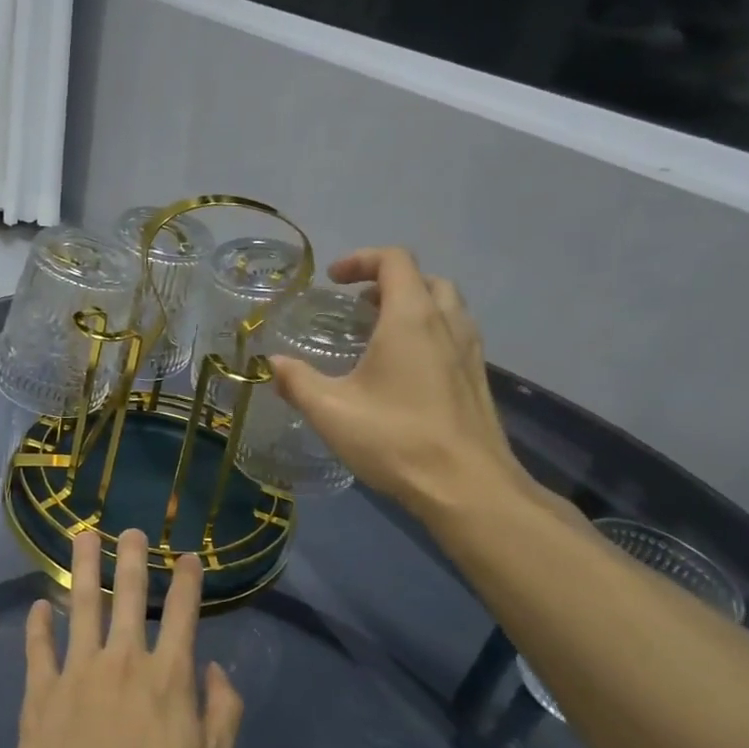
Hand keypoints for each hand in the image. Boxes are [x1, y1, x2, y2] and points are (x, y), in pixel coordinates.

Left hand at [9, 529, 242, 747]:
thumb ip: (223, 713)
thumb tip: (215, 670)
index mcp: (168, 677)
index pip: (182, 613)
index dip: (187, 580)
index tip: (187, 556)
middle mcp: (123, 661)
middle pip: (129, 595)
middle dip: (132, 557)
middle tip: (130, 529)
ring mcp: (77, 672)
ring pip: (82, 605)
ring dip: (83, 567)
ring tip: (83, 536)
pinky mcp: (40, 693)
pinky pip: (38, 648)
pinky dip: (37, 625)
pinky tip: (38, 606)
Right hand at [268, 248, 535, 522]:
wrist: (467, 487)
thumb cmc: (396, 439)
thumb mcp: (331, 411)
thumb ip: (297, 381)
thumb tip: (271, 363)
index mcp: (411, 319)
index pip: (394, 261)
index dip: (361, 260)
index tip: (333, 281)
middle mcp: (446, 324)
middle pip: (424, 279)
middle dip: (387, 282)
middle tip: (357, 307)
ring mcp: (469, 352)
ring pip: (445, 306)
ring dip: (412, 306)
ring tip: (379, 335)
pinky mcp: (477, 379)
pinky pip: (454, 335)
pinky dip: (428, 333)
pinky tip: (404, 371)